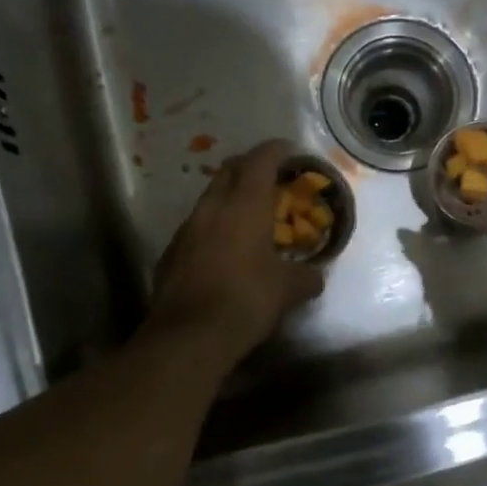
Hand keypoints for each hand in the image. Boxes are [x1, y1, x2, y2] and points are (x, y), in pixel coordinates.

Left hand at [146, 139, 325, 367]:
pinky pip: (196, 227)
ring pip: (210, 198)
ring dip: (229, 197)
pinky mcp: (171, 252)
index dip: (276, 150)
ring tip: (248, 216)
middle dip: (250, 167)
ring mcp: (187, 228)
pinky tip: (224, 249)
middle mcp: (212, 206)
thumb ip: (306, 277)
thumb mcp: (288, 290)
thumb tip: (315, 276)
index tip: (290, 151)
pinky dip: (213, 226)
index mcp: (245, 205)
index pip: (261, 160)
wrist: (188, 335)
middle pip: (230, 170)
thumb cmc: (246, 301)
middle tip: (270, 179)